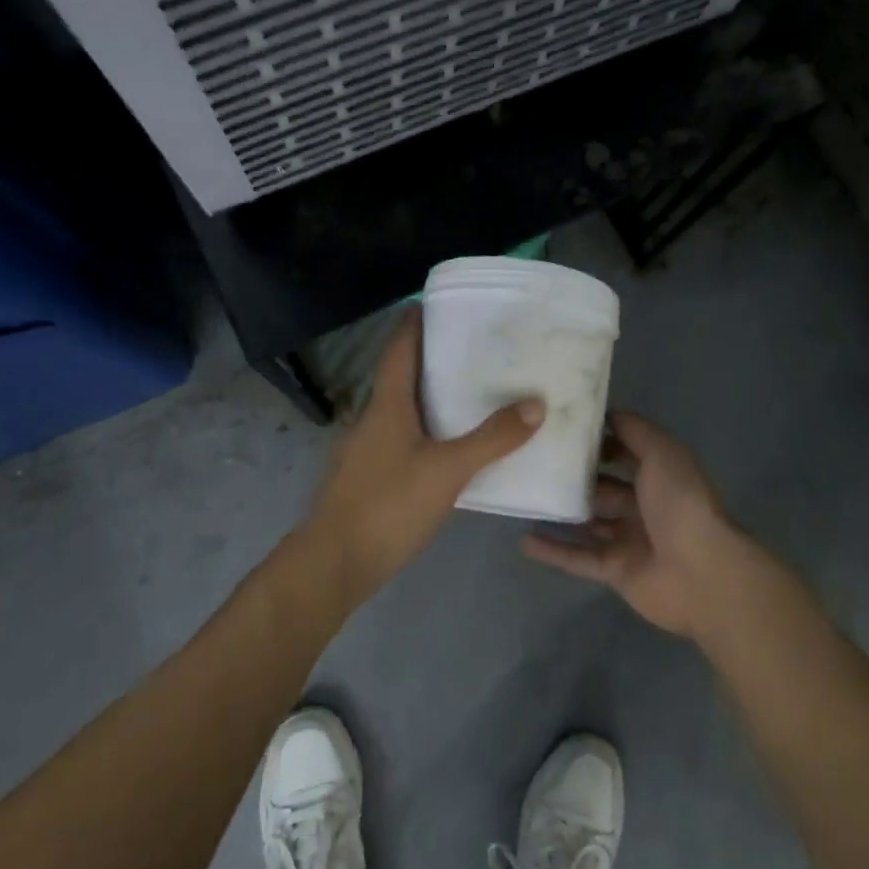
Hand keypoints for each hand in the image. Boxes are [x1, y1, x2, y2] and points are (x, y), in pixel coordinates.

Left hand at [306, 307, 541, 604]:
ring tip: (468, 395)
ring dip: (427, 399)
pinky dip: (423, 432)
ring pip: (399, 412)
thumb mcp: (448, 470)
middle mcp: (370, 420)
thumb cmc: (388, 505)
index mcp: (386, 405)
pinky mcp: (366, 479)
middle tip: (470, 351)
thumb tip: (535, 403)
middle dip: (430, 361)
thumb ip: (492, 439)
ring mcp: (364, 451)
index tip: (433, 304)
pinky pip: (399, 441)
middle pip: (399, 378)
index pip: (398, 350)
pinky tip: (448, 449)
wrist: (333, 563)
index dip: (413, 324)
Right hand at [520, 411, 752, 637]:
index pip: (625, 451)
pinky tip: (524, 540)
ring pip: (589, 522)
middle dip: (575, 476)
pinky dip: (554, 550)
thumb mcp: (662, 453)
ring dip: (561, 512)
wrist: (701, 574)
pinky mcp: (616, 570)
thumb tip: (606, 414)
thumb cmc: (681, 504)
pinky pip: (579, 558)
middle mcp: (645, 505)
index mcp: (661, 475)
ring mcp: (630, 539)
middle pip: (604, 487)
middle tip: (534, 460)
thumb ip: (635, 431)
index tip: (561, 427)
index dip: (598, 439)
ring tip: (525, 497)